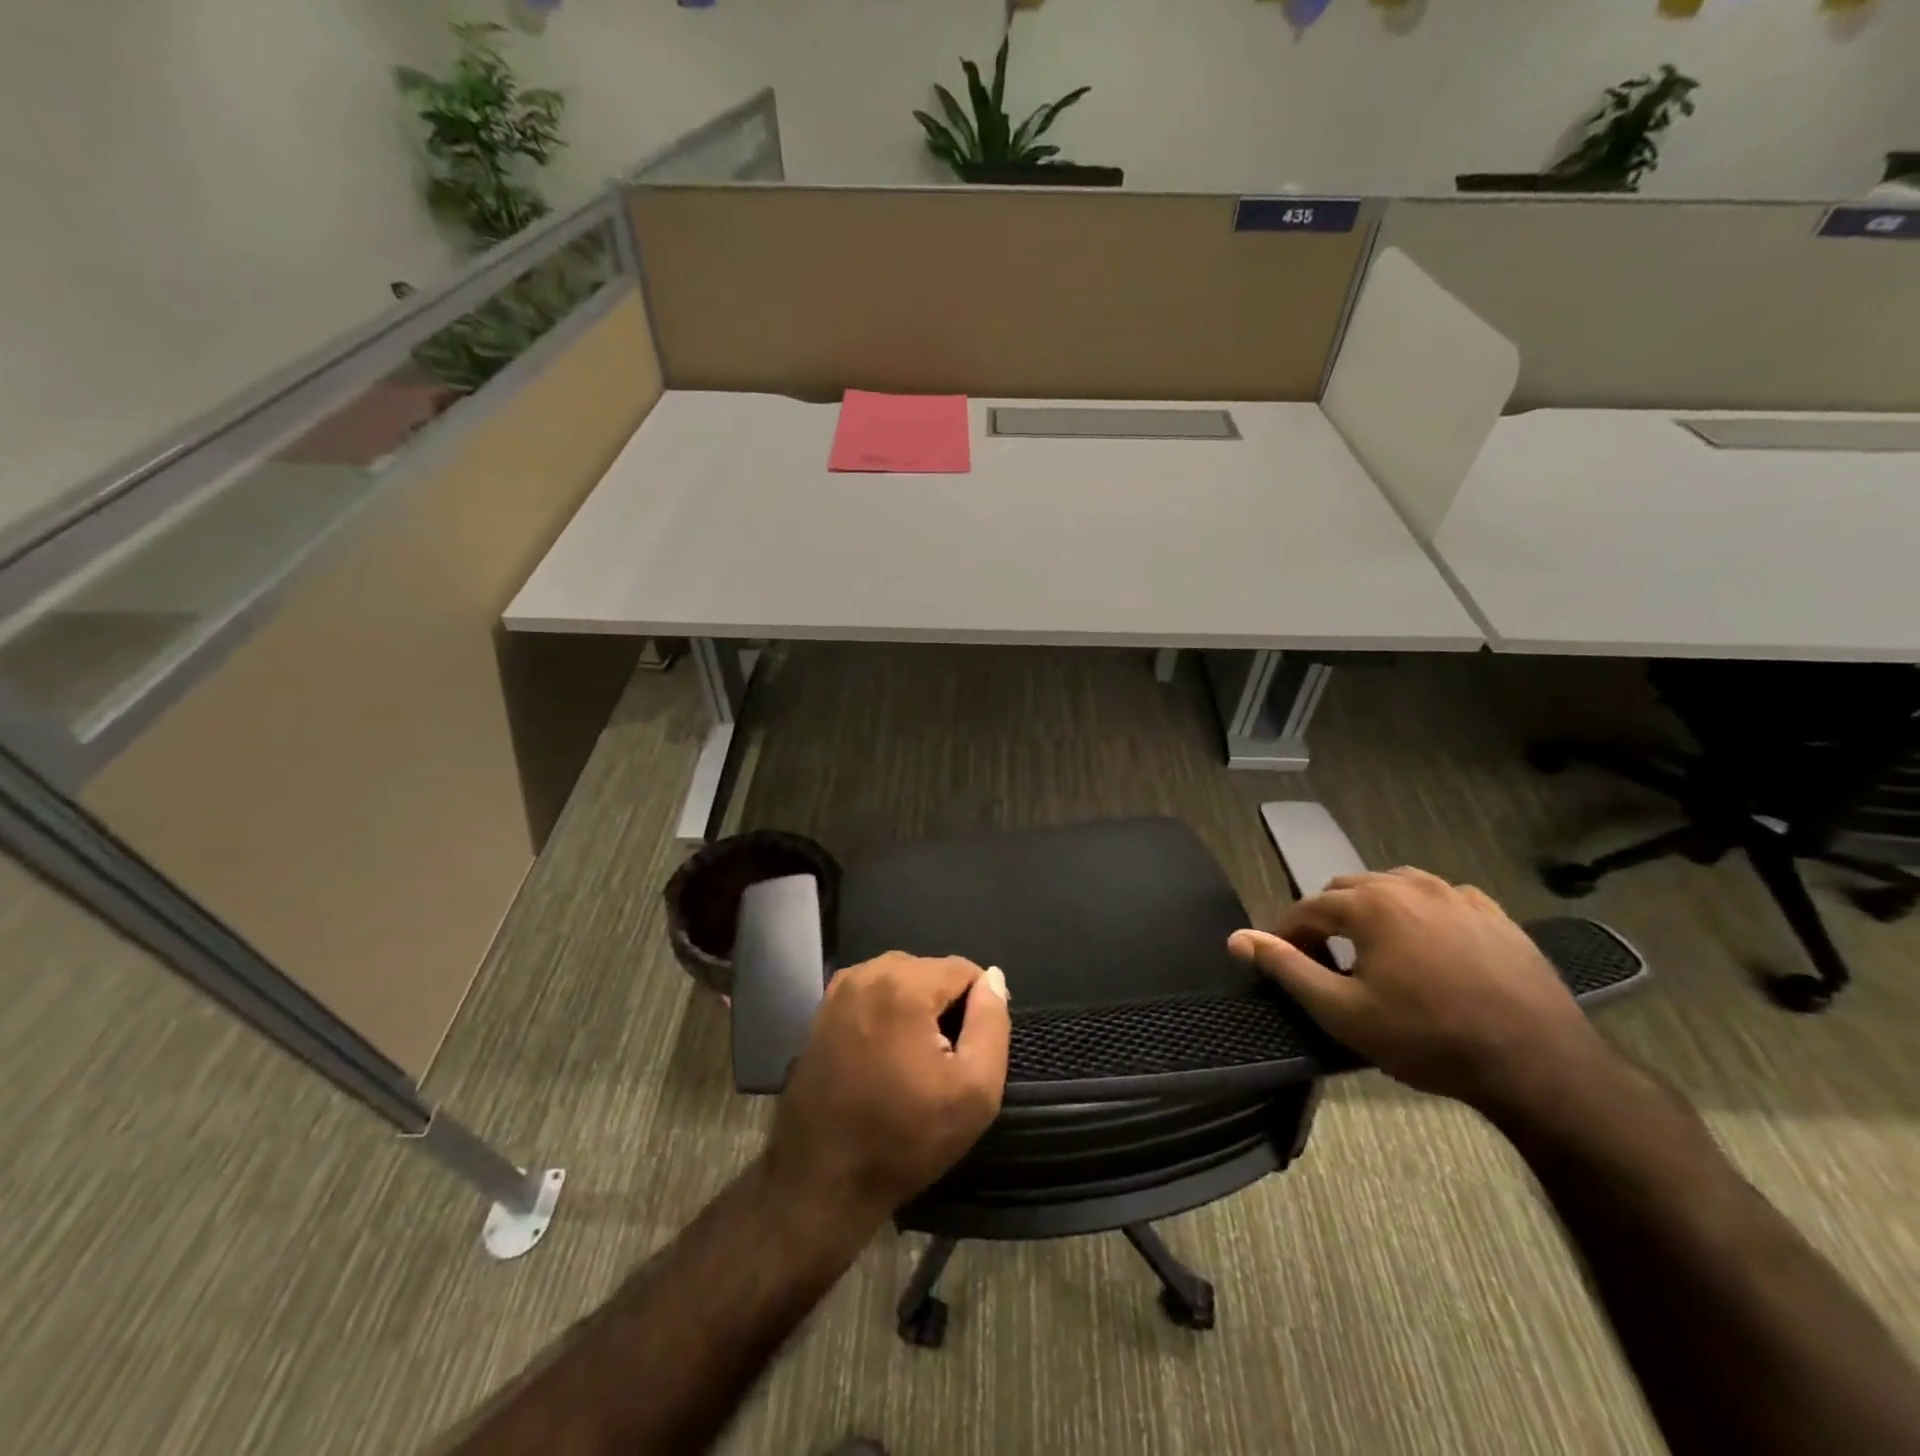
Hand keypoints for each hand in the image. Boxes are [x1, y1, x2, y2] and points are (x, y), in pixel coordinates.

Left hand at [763, 953, 1011, 1227]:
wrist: (823, 1180)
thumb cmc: (905, 1137)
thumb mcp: (975, 1090)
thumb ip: (992, 1023)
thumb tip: (993, 978)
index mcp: (903, 984)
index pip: (963, 969)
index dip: (978, 1008)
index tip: (969, 1052)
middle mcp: (866, 973)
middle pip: (929, 971)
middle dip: (945, 1006)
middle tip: (942, 1062)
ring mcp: (838, 991)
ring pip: (900, 980)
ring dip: (916, 1009)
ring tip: (913, 1062)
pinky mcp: (822, 1013)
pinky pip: (872, 995)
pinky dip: (887, 1015)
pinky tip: (884, 1058)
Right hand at [1228, 868, 1613, 1114]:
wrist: (1539, 1065)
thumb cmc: (1428, 1038)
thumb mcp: (1342, 1012)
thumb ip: (1285, 968)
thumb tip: (1236, 938)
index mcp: (1370, 904)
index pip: (1308, 908)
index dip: (1288, 934)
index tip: (1284, 963)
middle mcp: (1409, 885)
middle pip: (1348, 889)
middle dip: (1329, 919)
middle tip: (1328, 962)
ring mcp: (1457, 895)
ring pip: (1394, 886)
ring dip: (1373, 910)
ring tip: (1375, 951)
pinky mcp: (1495, 914)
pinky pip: (1441, 898)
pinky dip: (1420, 913)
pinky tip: (1429, 946)